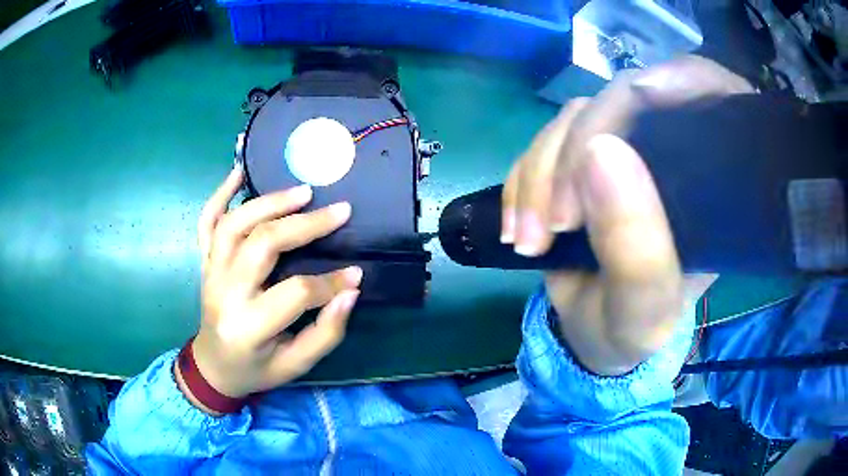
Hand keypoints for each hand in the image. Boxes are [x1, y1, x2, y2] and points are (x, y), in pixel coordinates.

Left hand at [177, 165, 361, 410]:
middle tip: (338, 210)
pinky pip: (207, 221)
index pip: (296, 293)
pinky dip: (220, 193)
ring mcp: (210, 271)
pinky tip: (239, 172)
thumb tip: (351, 291)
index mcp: (249, 326)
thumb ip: (326, 332)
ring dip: (269, 202)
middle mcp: (225, 292)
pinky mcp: (205, 260)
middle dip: (305, 224)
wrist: (214, 365)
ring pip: (235, 224)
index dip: (331, 282)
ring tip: (302, 191)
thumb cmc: (257, 368)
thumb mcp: (297, 365)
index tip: (356, 274)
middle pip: (263, 244)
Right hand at [502, 57, 749, 374]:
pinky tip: (518, 226)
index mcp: (708, 183)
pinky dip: (521, 181)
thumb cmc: (631, 330)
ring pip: (574, 119)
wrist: (592, 335)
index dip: (670, 86)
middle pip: (623, 101)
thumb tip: (598, 149)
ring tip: (527, 238)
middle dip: (575, 153)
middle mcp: (668, 153)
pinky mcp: (580, 160)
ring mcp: (622, 151)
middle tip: (552, 225)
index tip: (627, 121)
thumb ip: (635, 247)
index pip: (703, 97)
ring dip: (539, 174)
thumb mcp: (642, 310)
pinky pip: (543, 143)